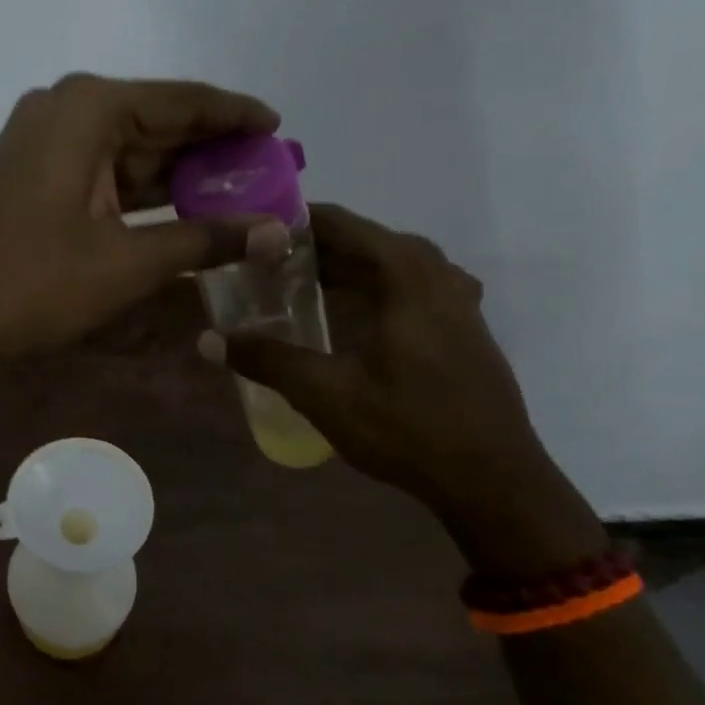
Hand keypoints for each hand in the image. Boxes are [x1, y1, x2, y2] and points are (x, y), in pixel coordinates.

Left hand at [0, 73, 284, 357]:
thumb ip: (205, 241)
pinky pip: (102, 174)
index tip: (281, 129)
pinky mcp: (32, 176)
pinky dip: (141, 195)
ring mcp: (42, 143)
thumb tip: (278, 233)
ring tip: (239, 198)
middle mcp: (65, 110)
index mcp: (90, 109)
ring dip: (178, 177)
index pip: (184, 100)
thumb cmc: (28, 283)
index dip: (237, 115)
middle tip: (269, 176)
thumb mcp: (126, 264)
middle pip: (158, 123)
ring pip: (129, 152)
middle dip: (212, 153)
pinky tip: (180, 215)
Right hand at [205, 204, 605, 574]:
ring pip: (390, 264)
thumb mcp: (326, 394)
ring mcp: (457, 299)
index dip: (295, 223)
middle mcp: (436, 273)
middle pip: (366, 241)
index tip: (253, 234)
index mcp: (406, 275)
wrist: (494, 481)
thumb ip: (268, 360)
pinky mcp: (464, 325)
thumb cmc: (408, 429)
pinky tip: (351, 315)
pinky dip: (373, 287)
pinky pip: (410, 286)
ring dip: (346, 268)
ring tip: (299, 285)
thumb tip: (210, 341)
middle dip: (315, 248)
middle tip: (265, 265)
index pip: (342, 224)